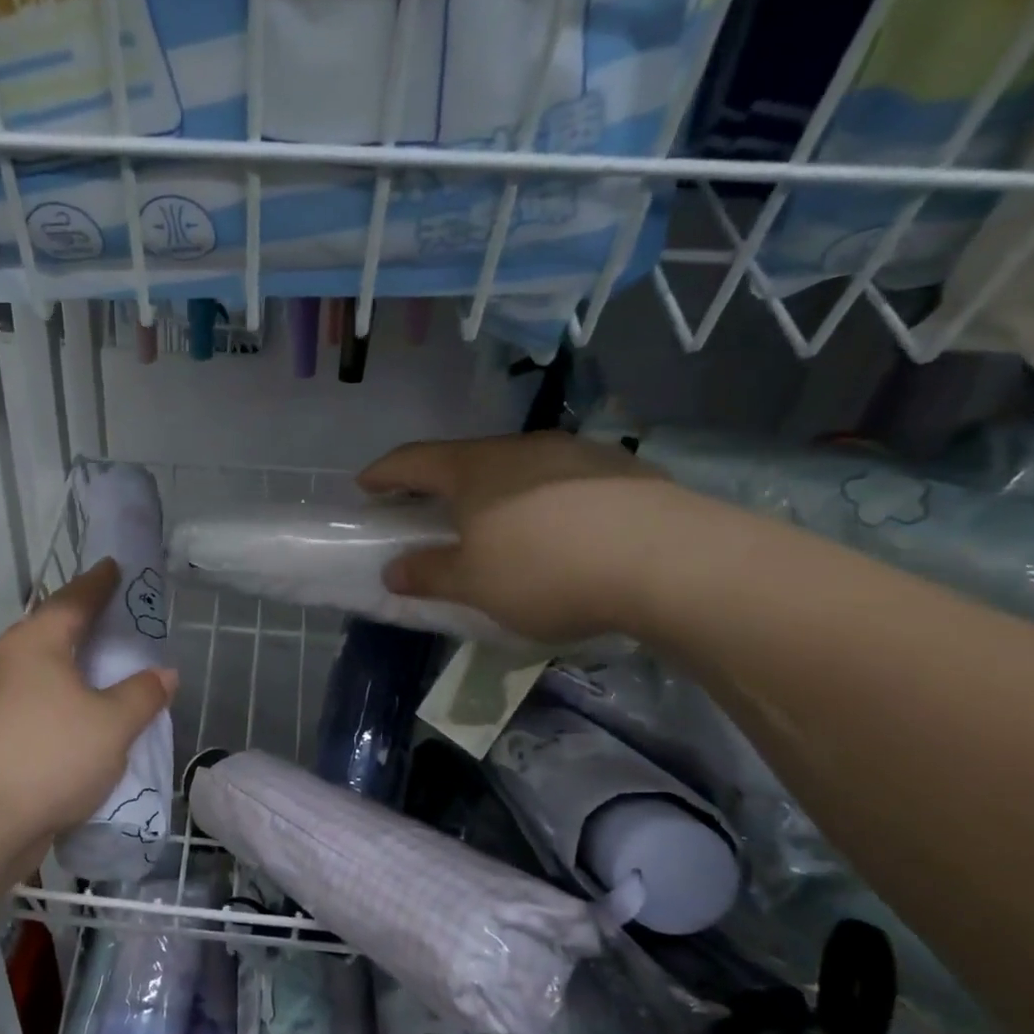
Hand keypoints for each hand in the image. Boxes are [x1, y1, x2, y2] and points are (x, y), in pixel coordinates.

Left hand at [0, 559, 177, 845]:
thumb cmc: (51, 756)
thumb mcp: (113, 724)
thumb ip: (143, 694)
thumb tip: (164, 674)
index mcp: (37, 642)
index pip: (74, 599)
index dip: (98, 582)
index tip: (114, 566)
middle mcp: (10, 660)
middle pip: (53, 629)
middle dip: (85, 620)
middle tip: (117, 613)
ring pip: (44, 667)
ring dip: (74, 663)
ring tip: (106, 664)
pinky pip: (37, 698)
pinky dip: (64, 696)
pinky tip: (84, 713)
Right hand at [358, 433, 685, 642]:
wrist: (667, 560)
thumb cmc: (545, 569)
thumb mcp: (474, 584)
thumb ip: (429, 574)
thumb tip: (392, 570)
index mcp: (474, 470)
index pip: (414, 461)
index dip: (385, 473)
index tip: (365, 484)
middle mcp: (520, 449)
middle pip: (466, 460)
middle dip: (440, 484)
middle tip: (427, 510)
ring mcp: (574, 455)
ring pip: (517, 469)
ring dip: (494, 493)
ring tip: (495, 525)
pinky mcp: (620, 472)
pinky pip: (560, 483)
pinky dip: (540, 502)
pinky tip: (556, 532)